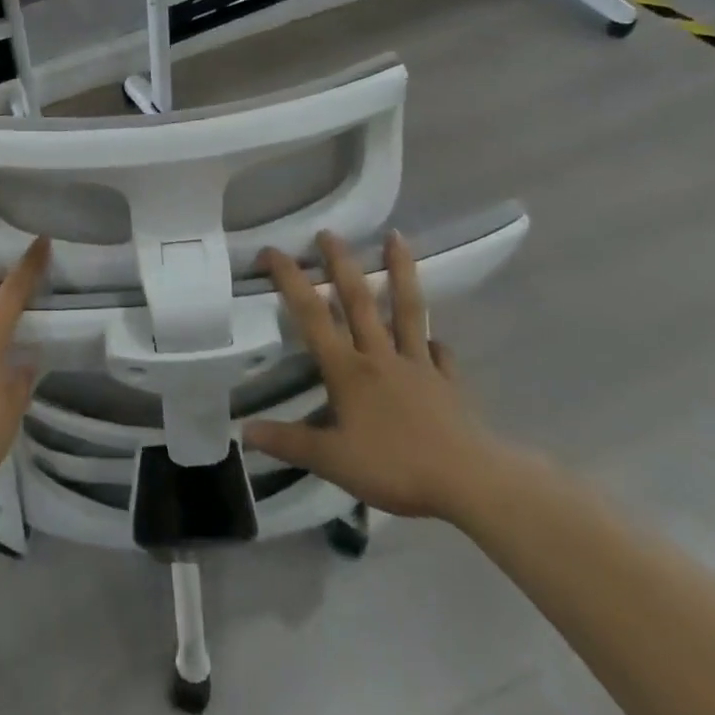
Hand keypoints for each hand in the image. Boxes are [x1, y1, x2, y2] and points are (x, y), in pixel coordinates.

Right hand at [244, 231, 506, 521]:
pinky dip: (436, 344)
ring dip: (400, 272)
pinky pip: (440, 355)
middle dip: (341, 263)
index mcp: (347, 369)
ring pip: (406, 310)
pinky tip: (436, 341)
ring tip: (396, 237)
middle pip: (358, 300)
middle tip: (328, 232)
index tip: (272, 251)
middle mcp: (380, 356)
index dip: (290, 279)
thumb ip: (288, 442)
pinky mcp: (448, 383)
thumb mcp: (331, 461)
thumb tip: (244, 430)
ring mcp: (418, 365)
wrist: (470, 483)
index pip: (312, 314)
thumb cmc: (395, 468)